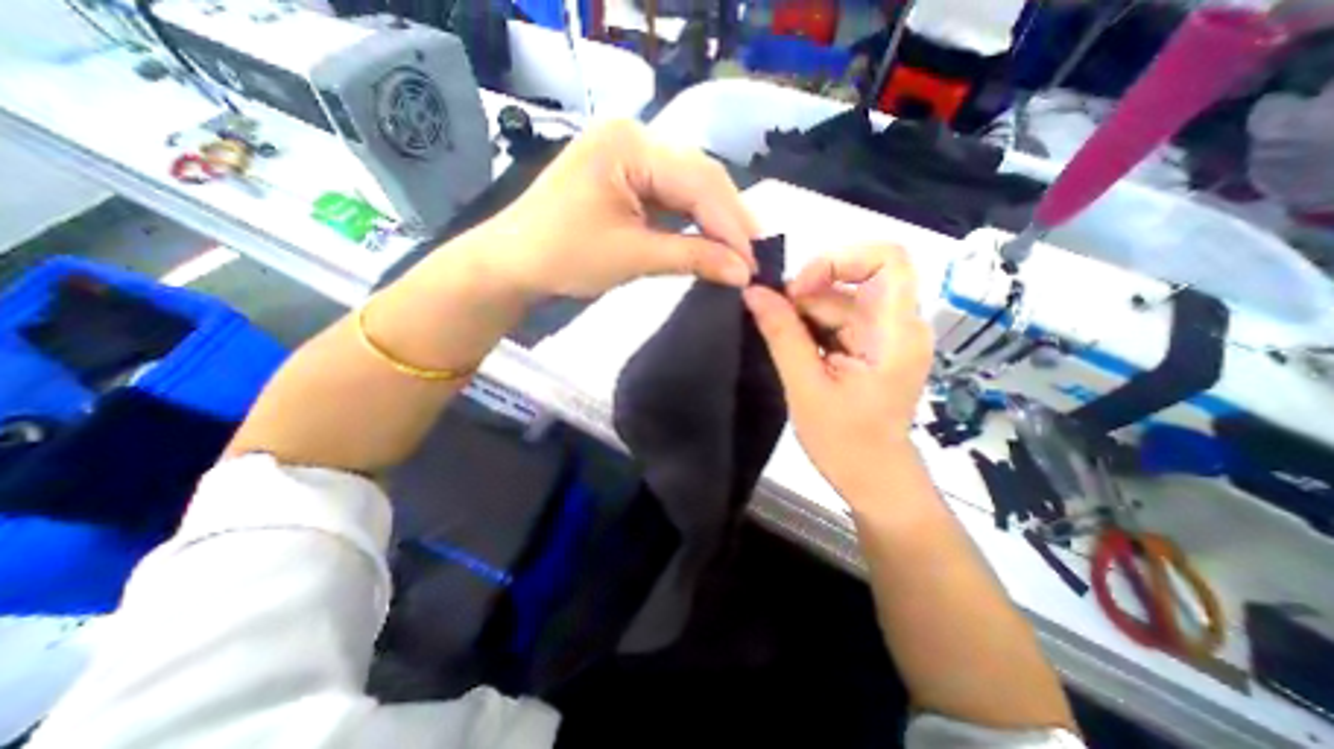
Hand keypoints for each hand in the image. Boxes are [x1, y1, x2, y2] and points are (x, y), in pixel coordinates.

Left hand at [476, 116, 759, 294]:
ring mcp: (629, 154)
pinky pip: (671, 195)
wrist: (513, 264)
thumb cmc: (564, 256)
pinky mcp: (627, 176)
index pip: (698, 181)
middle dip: (728, 219)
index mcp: (629, 143)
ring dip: (714, 220)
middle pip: (698, 176)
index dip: (731, 224)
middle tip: (753, 256)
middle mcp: (634, 136)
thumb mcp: (633, 256)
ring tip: (739, 250)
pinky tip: (710, 238)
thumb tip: (742, 272)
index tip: (754, 262)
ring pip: (688, 185)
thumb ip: (693, 258)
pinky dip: (692, 220)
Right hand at [746, 245, 929, 500]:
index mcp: (895, 332)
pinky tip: (792, 347)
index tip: (798, 289)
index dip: (839, 259)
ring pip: (840, 300)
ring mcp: (885, 335)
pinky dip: (811, 326)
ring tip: (778, 339)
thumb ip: (781, 335)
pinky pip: (838, 319)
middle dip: (807, 294)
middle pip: (852, 281)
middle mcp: (898, 324)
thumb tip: (753, 293)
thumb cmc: (844, 441)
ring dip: (804, 313)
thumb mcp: (805, 386)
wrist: (872, 478)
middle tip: (770, 319)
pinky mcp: (871, 346)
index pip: (887, 259)